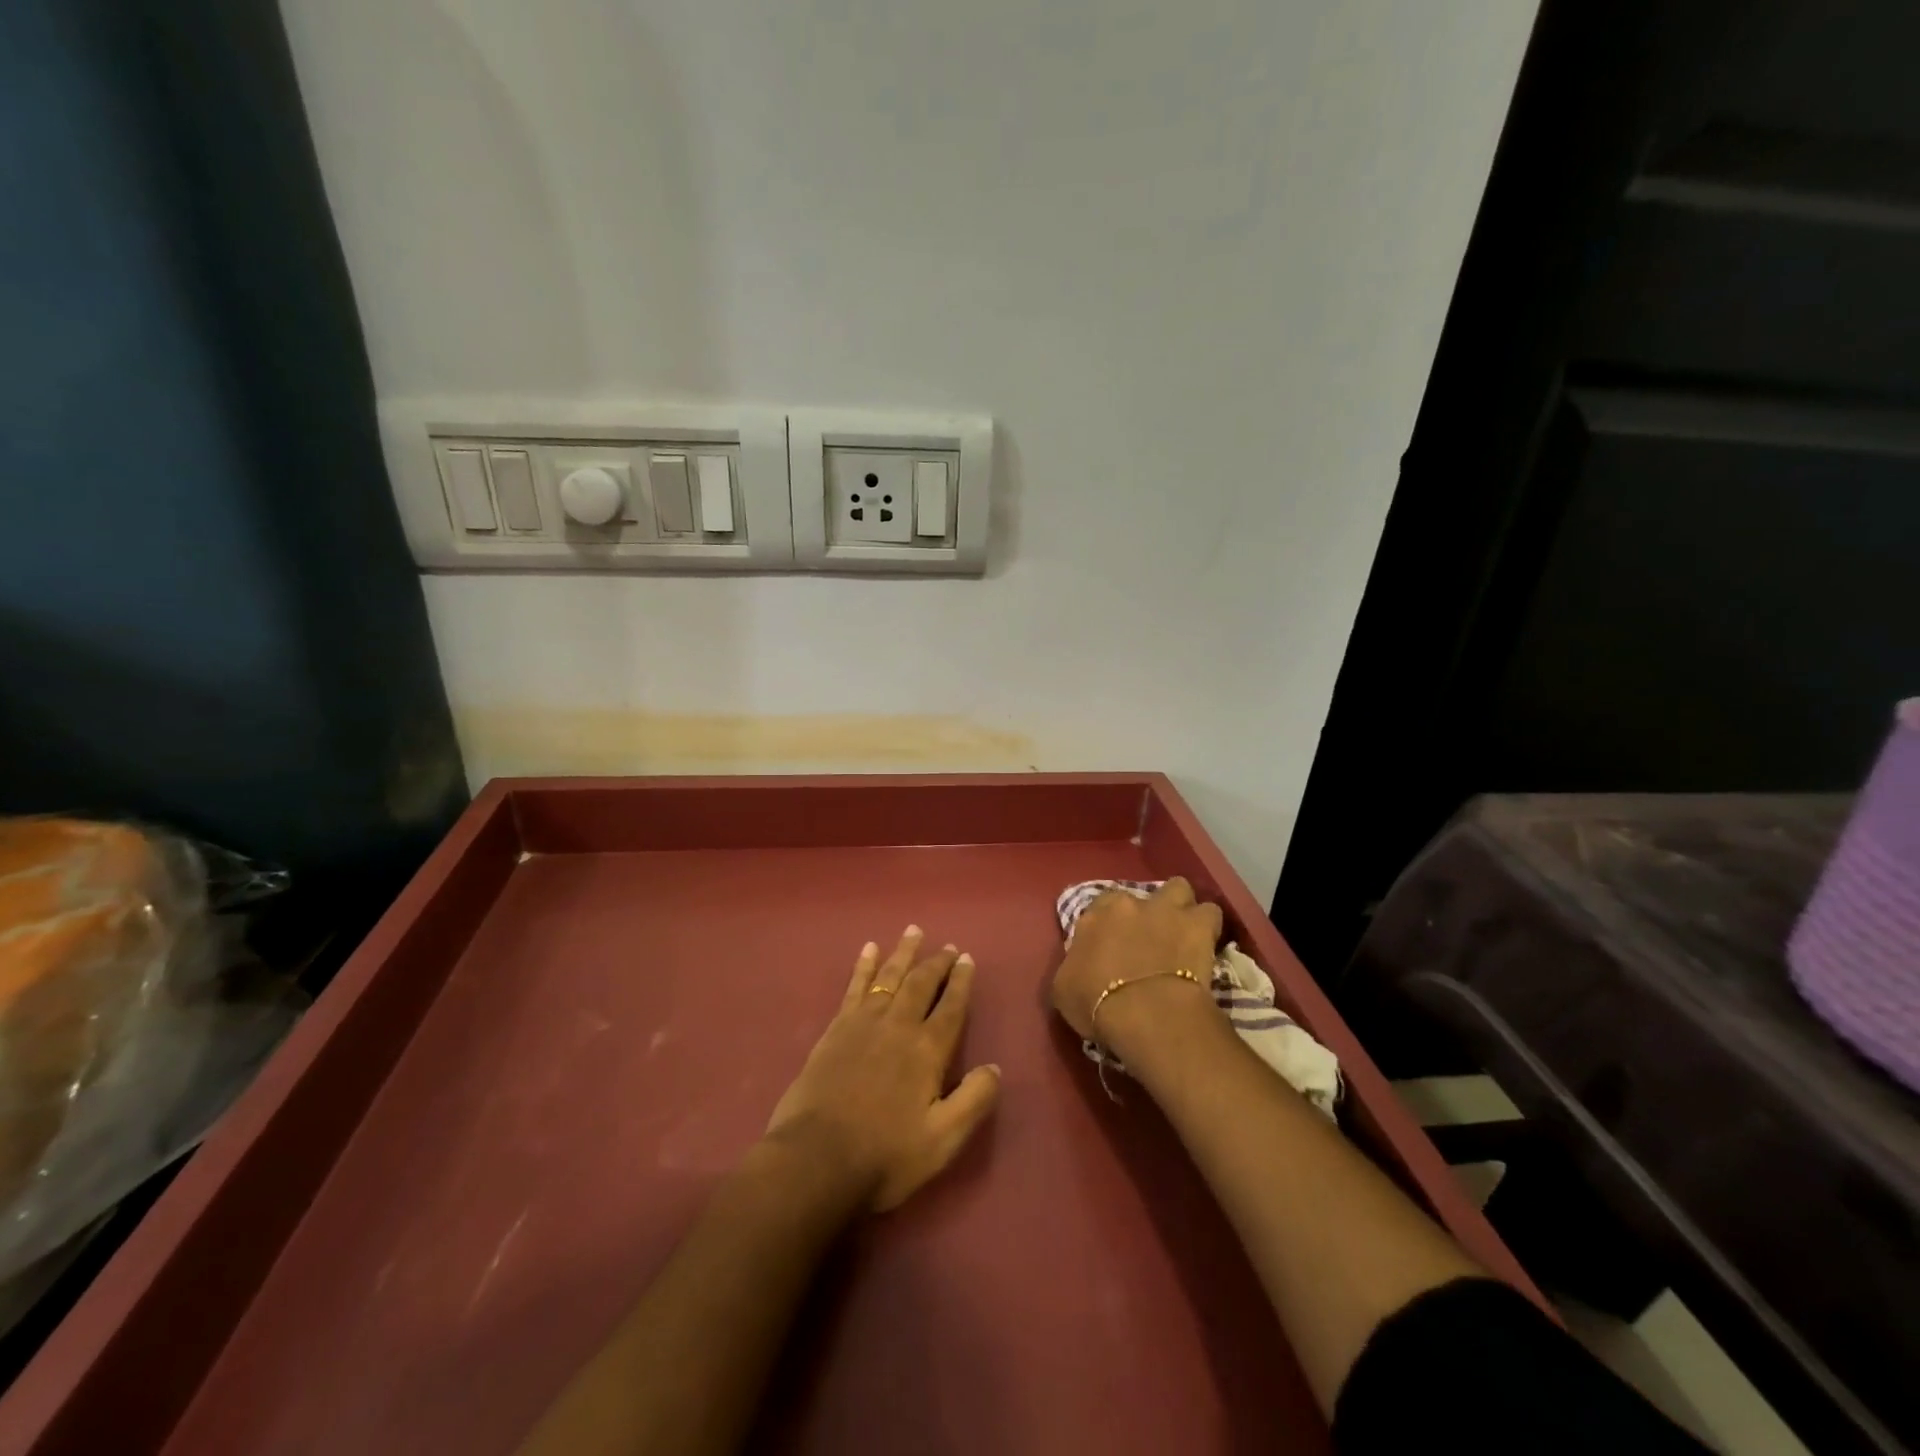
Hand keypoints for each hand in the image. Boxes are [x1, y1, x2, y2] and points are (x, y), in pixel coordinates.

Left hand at [765, 928, 1001, 1212]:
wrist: (816, 1160)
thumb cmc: (885, 1155)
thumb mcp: (943, 1140)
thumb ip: (973, 1101)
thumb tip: (995, 1068)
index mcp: (928, 1050)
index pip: (951, 1006)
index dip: (961, 981)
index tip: (967, 959)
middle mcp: (899, 1026)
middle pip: (921, 983)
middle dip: (936, 963)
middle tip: (948, 946)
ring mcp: (864, 1023)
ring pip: (889, 976)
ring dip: (903, 953)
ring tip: (913, 931)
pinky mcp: (836, 1029)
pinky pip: (855, 986)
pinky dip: (864, 966)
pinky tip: (869, 950)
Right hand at [1051, 879, 1221, 1055]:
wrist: (1146, 1012)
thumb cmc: (1096, 1002)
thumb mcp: (1063, 988)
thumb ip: (1073, 966)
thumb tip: (1081, 966)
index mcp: (1094, 916)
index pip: (1099, 908)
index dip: (1108, 925)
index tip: (1112, 945)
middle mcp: (1129, 903)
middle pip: (1139, 896)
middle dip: (1144, 913)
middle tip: (1148, 939)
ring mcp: (1166, 909)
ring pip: (1178, 889)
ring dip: (1180, 907)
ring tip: (1182, 930)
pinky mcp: (1198, 925)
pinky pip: (1210, 914)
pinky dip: (1208, 926)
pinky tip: (1206, 943)